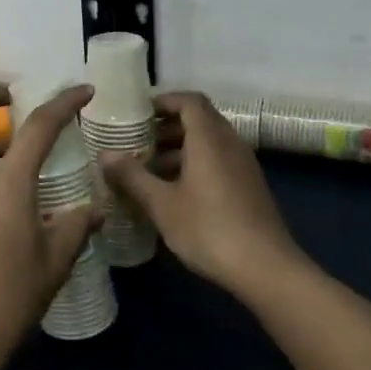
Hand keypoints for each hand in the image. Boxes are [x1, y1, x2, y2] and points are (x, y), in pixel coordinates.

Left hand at [0, 81, 103, 369]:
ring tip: (19, 160)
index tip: (83, 91)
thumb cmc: (4, 300)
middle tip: (10, 98)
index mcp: (5, 181)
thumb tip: (93, 208)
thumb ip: (73, 229)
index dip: (63, 102)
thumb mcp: (51, 266)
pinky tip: (2, 205)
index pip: (38, 125)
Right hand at [100, 91, 309, 300]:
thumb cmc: (209, 229)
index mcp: (209, 138)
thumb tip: (104, 154)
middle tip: (135, 142)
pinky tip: (173, 192)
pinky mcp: (248, 186)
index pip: (189, 101)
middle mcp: (230, 143)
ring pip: (208, 143)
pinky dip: (193, 165)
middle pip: (198, 120)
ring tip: (147, 169)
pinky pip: (217, 161)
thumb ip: (132, 176)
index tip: (137, 114)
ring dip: (178, 148)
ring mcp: (243, 165)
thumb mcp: (162, 204)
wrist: (265, 268)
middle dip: (166, 127)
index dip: (163, 101)